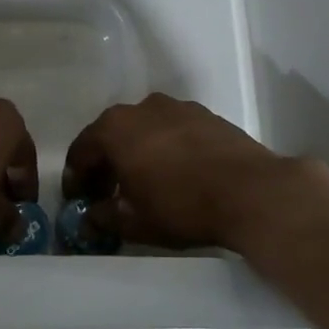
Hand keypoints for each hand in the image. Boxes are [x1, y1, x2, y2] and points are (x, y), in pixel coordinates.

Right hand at [62, 93, 305, 250]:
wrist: (252, 191)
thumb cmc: (182, 205)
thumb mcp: (134, 221)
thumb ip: (103, 218)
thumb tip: (88, 220)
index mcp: (115, 128)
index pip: (82, 150)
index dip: (76, 178)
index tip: (78, 200)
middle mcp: (142, 108)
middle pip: (112, 135)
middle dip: (105, 164)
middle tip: (106, 195)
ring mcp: (177, 107)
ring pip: (144, 130)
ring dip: (136, 153)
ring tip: (143, 183)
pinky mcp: (206, 115)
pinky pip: (172, 130)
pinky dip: (165, 148)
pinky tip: (175, 173)